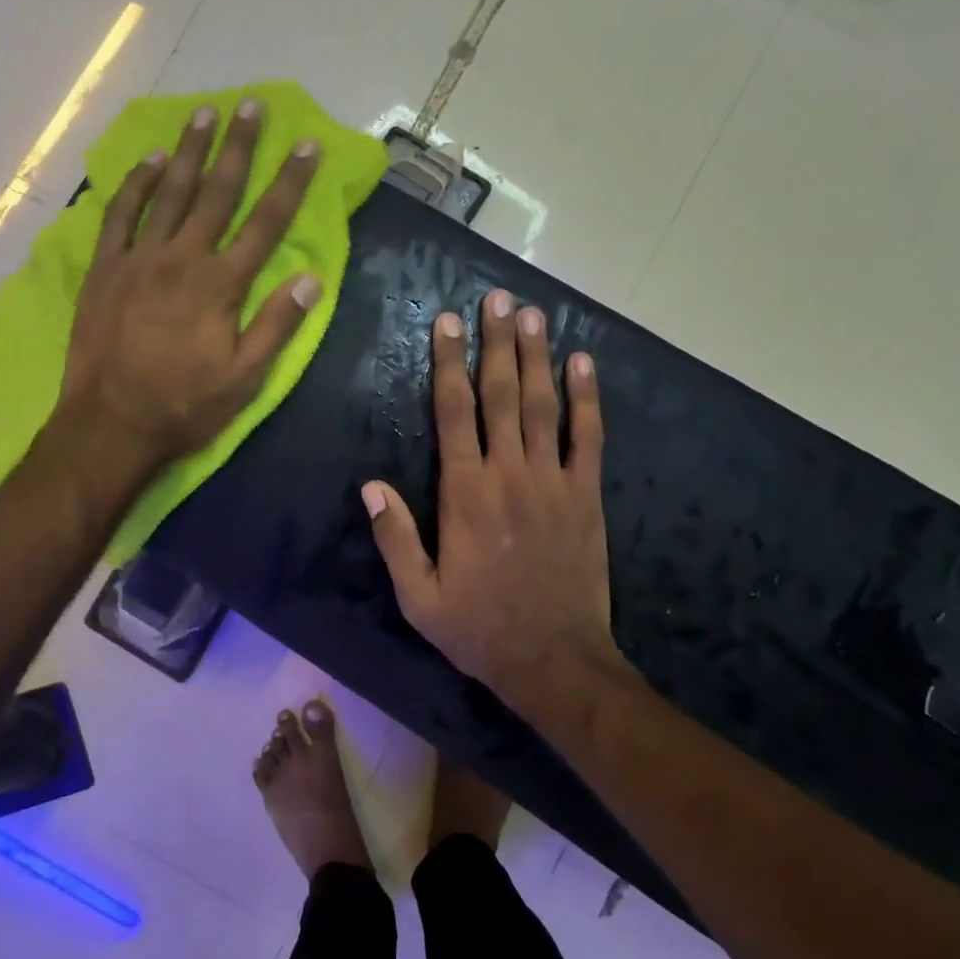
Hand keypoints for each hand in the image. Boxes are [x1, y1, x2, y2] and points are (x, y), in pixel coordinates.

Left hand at [54, 98, 322, 469]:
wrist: (110, 424)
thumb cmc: (184, 406)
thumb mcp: (245, 379)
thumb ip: (277, 325)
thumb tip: (311, 279)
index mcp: (221, 285)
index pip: (265, 224)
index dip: (290, 183)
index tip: (306, 145)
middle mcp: (182, 259)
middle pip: (217, 193)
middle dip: (238, 147)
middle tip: (250, 104)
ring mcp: (139, 260)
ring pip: (169, 193)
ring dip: (189, 152)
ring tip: (204, 114)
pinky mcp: (105, 269)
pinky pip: (120, 215)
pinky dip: (136, 184)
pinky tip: (151, 161)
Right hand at [363, 289, 615, 709]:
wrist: (554, 660)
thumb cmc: (479, 629)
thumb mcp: (418, 596)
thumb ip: (394, 537)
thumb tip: (370, 485)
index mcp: (465, 494)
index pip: (454, 413)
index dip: (449, 364)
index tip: (446, 322)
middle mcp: (510, 475)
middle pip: (501, 395)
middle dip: (496, 343)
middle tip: (496, 298)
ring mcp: (554, 481)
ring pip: (543, 406)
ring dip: (537, 356)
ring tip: (532, 313)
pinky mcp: (587, 496)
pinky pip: (589, 437)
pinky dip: (587, 398)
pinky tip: (583, 363)